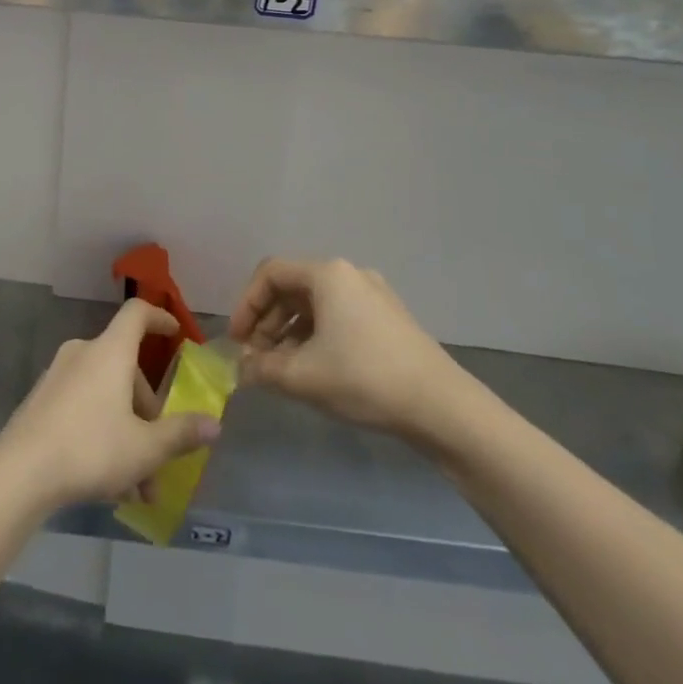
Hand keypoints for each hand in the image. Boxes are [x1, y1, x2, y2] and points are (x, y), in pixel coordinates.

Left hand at [0, 300, 220, 509]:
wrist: (20, 471)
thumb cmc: (90, 448)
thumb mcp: (145, 448)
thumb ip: (181, 434)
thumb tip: (215, 424)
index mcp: (110, 351)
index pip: (137, 314)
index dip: (159, 318)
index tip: (176, 334)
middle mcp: (84, 353)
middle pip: (126, 369)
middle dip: (148, 414)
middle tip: (160, 459)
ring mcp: (59, 375)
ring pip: (106, 395)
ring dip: (128, 433)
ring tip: (138, 489)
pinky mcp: (43, 399)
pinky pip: (84, 406)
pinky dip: (103, 432)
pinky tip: (109, 481)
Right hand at [230, 257, 474, 449]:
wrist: (445, 409)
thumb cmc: (366, 379)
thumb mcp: (303, 376)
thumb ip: (262, 368)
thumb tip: (241, 369)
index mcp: (327, 274)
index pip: (270, 274)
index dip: (246, 305)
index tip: (237, 340)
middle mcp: (349, 274)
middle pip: (292, 288)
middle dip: (268, 323)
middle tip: (256, 358)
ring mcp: (373, 295)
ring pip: (315, 305)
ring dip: (290, 333)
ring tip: (282, 369)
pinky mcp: (389, 319)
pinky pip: (338, 317)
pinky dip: (316, 337)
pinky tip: (314, 370)